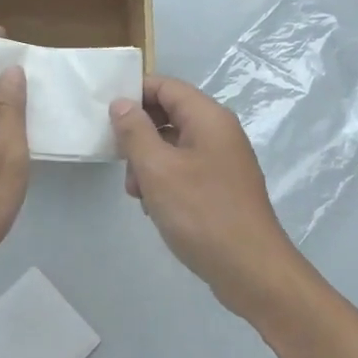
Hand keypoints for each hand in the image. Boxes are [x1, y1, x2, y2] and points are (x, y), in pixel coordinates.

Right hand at [109, 76, 315, 323]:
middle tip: (120, 161)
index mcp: (208, 118)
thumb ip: (135, 131)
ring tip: (137, 193)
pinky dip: (164, 180)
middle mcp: (218, 132)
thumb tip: (122, 103)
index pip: (165, 86)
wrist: (251, 270)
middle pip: (168, 114)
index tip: (106, 116)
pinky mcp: (221, 187)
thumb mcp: (157, 169)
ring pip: (173, 145)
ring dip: (148, 162)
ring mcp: (222, 160)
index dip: (134, 94)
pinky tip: (155, 206)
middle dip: (139, 135)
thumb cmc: (201, 212)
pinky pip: (184, 169)